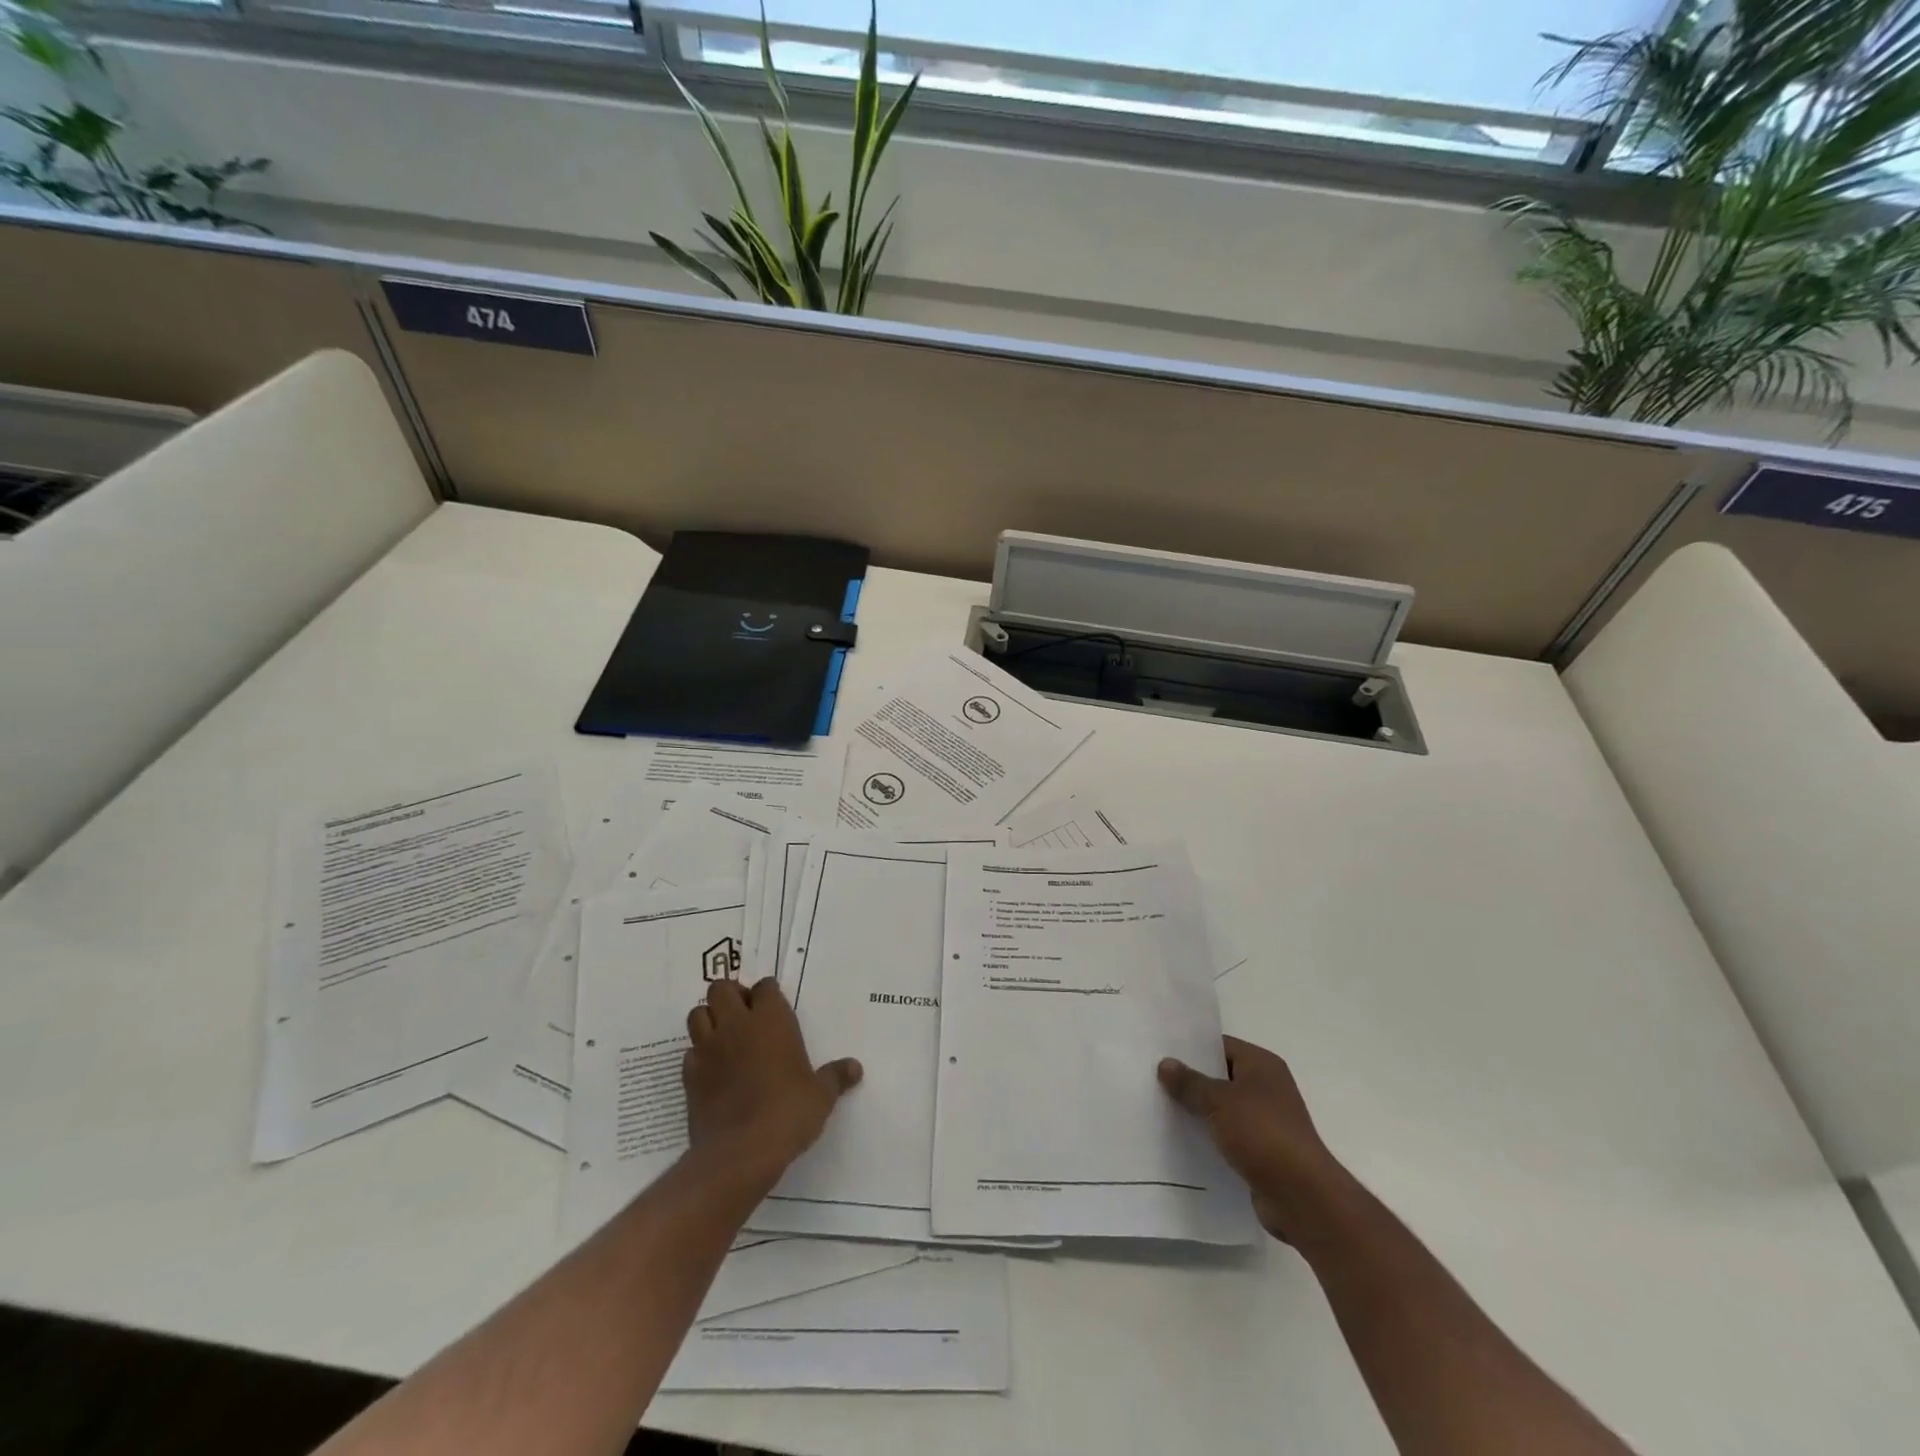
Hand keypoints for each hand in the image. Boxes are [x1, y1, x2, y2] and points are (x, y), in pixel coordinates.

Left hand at [684, 977, 861, 1187]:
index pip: (764, 987)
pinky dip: (698, 1054)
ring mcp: (709, 1048)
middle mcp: (737, 1025)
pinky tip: (712, 1069)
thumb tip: (855, 1068)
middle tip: (744, 1014)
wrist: (741, 1151)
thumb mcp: (821, 1095)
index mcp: (771, 1020)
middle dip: (731, 995)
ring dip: (709, 1018)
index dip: (767, 993)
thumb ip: (836, 1076)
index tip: (773, 1004)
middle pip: (721, 989)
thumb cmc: (788, 1112)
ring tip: (723, 1035)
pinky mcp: (689, 1076)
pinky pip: (689, 1052)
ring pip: (697, 1014)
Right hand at [1158, 1036, 1352, 1244]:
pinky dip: (1209, 1138)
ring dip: (1198, 1112)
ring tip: (1159, 1109)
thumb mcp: (1218, 1101)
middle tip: (1152, 1079)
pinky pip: (1228, 1136)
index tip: (1160, 1052)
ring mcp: (1266, 1122)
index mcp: (1262, 1065)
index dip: (1191, 1048)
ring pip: (1222, 1109)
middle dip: (1191, 1081)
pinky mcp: (1262, 1152)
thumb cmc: (1262, 1134)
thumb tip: (1165, 1063)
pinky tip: (1181, 1141)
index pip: (1220, 1046)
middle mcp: (1267, 1088)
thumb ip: (1190, 1082)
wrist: (1301, 1197)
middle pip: (1220, 1077)